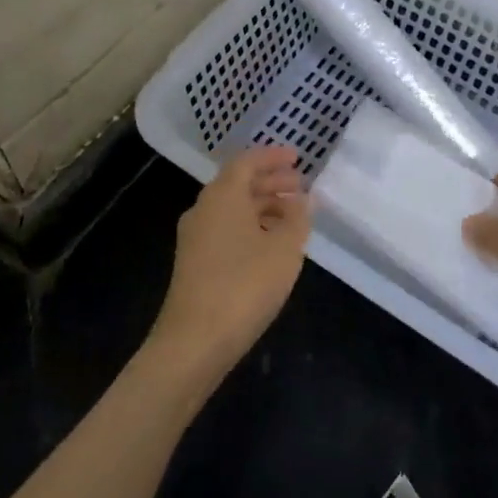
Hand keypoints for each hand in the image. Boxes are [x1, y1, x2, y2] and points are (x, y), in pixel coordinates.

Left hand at [153, 145, 311, 374]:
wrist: (195, 340)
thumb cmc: (245, 284)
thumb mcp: (284, 249)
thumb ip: (298, 218)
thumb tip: (303, 199)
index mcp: (222, 195)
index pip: (247, 161)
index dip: (272, 157)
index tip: (297, 157)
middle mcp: (204, 209)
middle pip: (238, 184)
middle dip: (271, 182)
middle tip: (301, 186)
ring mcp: (195, 237)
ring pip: (232, 208)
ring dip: (263, 206)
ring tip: (293, 216)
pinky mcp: (194, 262)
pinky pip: (226, 229)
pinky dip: (251, 226)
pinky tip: (271, 245)